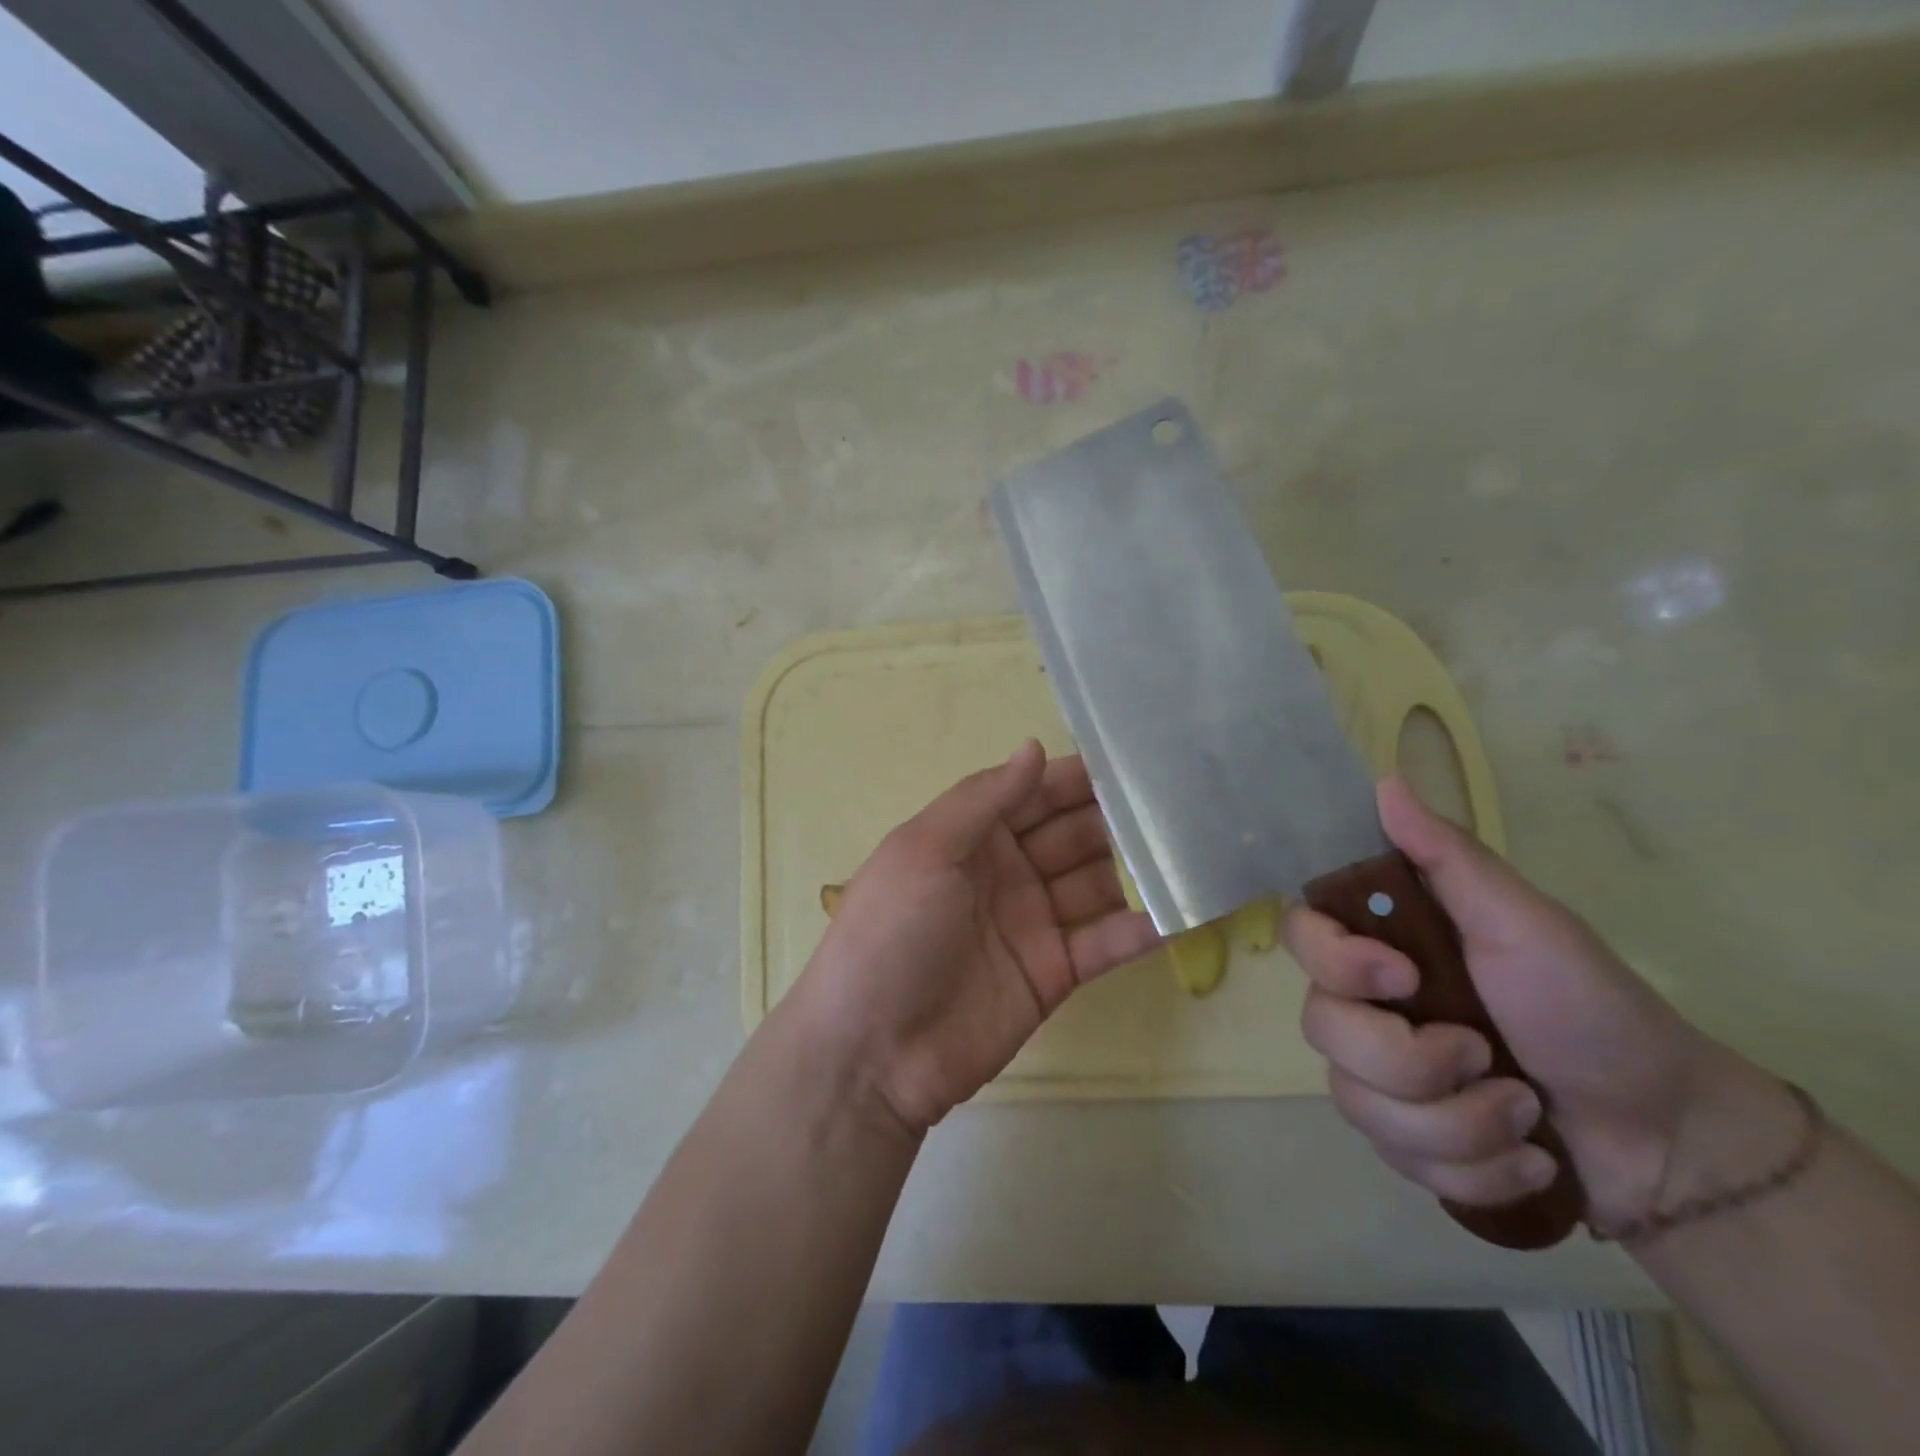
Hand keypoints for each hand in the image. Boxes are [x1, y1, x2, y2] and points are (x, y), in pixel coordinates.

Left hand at [792, 740, 1160, 1137]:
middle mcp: (1006, 871)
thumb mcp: (926, 850)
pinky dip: (1143, 926)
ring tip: (1197, 847)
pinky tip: (1187, 907)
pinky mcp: (1055, 973)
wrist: (874, 1051)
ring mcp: (1033, 923)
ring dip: (1138, 866)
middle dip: (1117, 817)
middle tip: (1181, 801)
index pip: (1034, 793)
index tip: (1135, 759)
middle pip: (1072, 833)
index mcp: (971, 836)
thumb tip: (1033, 747)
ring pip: (1096, 882)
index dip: (1077, 777)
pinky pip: (1105, 941)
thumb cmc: (892, 932)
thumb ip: (984, 798)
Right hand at [1285, 776, 1759, 1229]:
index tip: (1403, 978)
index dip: (1335, 962)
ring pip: (1357, 1103)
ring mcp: (1380, 1077)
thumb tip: (1385, 780)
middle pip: (1322, 1029)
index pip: (1301, 936)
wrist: (1664, 1135)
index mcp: (1385, 947)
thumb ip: (1450, 857)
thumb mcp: (1524, 924)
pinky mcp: (1405, 1141)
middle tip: (1487, 1059)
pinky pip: (1395, 1158)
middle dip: (1411, 1062)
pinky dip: (1472, 1170)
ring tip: (1525, 1119)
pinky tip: (1523, 1160)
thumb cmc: (1589, 1007)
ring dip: (1457, 1123)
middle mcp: (1366, 1006)